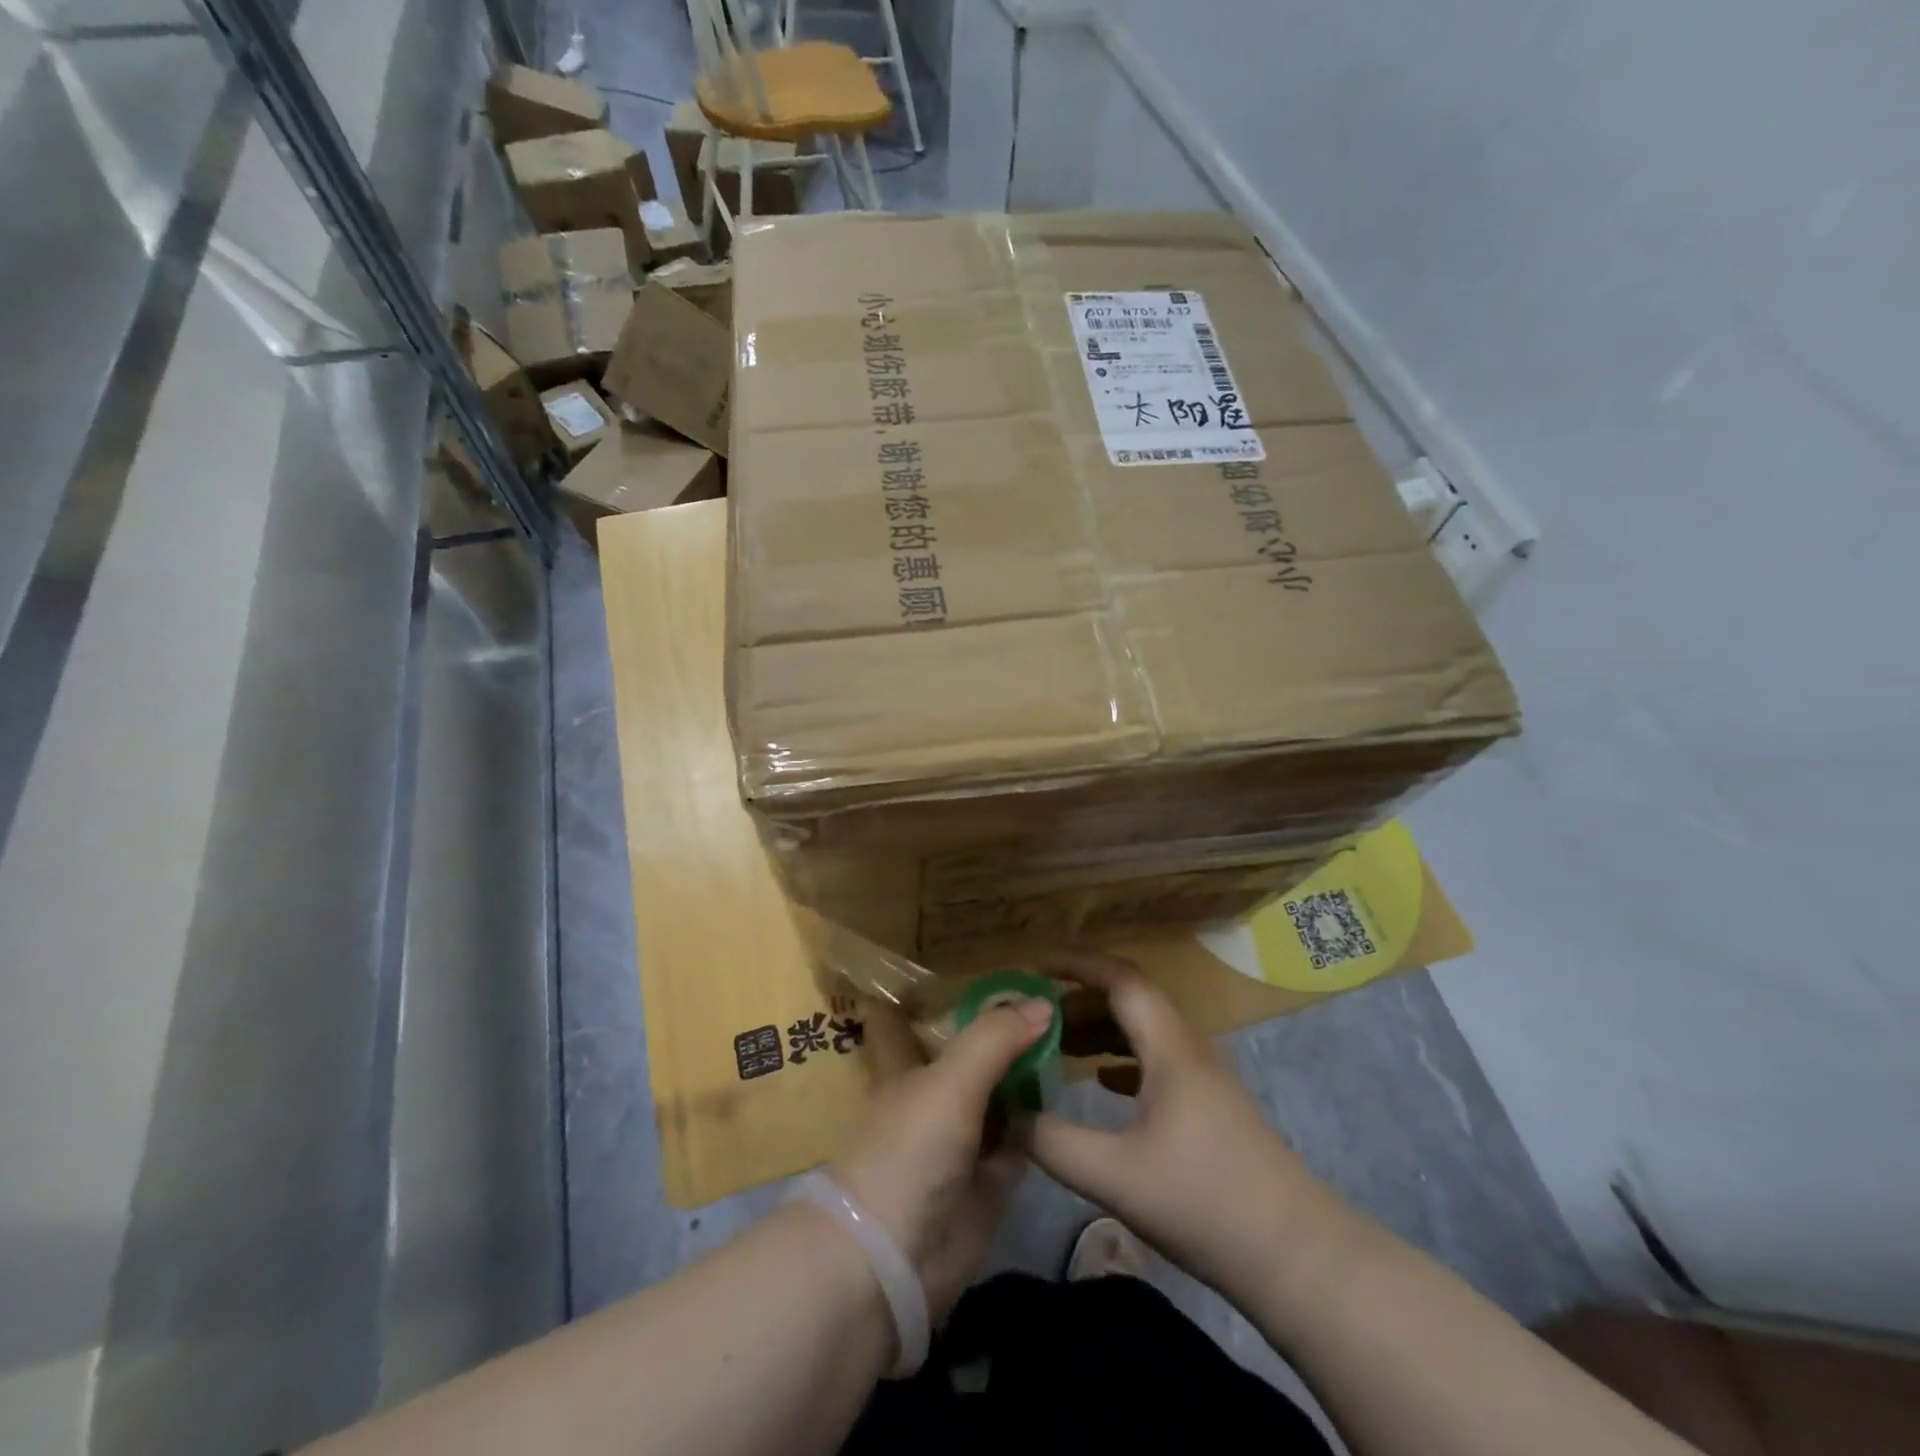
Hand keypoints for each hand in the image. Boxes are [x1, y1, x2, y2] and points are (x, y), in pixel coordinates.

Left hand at [829, 994, 1052, 1319]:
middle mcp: (932, 1096)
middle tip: (1046, 996)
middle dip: (997, 1031)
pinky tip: (1071, 1096)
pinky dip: (1041, 1124)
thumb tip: (1042, 1001)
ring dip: (1026, 1074)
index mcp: (906, 1065)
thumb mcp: (950, 1080)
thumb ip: (994, 1038)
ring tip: (1072, 1035)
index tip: (954, 964)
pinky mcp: (988, 1181)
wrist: (894, 1259)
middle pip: (965, 1055)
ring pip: (997, 1096)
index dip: (919, 992)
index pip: (904, 1018)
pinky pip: (1020, 1141)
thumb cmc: (908, 1149)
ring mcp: (961, 1139)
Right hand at [1026, 950, 1330, 1294]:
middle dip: (1079, 998)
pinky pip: (1154, 1060)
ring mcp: (1201, 1077)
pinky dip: (1119, 1058)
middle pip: (1129, 1000)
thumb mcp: (1115, 1176)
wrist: (1295, 1256)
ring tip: (1055, 1044)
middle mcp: (1187, 1048)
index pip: (1120, 978)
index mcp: (1170, 1047)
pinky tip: (1100, 1081)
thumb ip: (1053, 1142)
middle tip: (1033, 1014)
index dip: (1076, 964)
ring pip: (1142, 1030)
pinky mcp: (1207, 1106)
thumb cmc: (1205, 1203)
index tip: (1034, 966)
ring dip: (1099, 1028)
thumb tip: (1004, 1115)